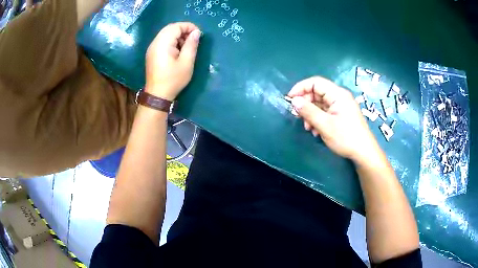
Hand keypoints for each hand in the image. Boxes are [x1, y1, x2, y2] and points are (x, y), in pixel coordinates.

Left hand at [145, 22, 201, 100]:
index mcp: (163, 43)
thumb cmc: (173, 79)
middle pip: (170, 28)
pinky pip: (162, 41)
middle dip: (183, 30)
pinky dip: (172, 41)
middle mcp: (155, 43)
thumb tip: (196, 32)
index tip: (198, 34)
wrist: (157, 95)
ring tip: (186, 46)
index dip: (188, 26)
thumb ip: (191, 45)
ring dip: (177, 36)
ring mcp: (152, 48)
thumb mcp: (186, 62)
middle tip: (193, 39)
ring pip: (166, 34)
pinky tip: (178, 50)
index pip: (176, 26)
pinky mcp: (152, 53)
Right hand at [288, 77, 379, 161]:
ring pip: (320, 103)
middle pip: (317, 93)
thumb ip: (308, 111)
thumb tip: (294, 100)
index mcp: (337, 94)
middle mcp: (339, 96)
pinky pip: (325, 111)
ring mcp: (341, 105)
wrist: (364, 152)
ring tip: (308, 128)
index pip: (315, 82)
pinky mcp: (341, 114)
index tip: (290, 99)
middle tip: (298, 117)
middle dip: (305, 104)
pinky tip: (316, 131)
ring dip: (311, 114)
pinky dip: (318, 119)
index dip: (300, 88)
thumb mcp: (325, 125)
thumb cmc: (346, 138)